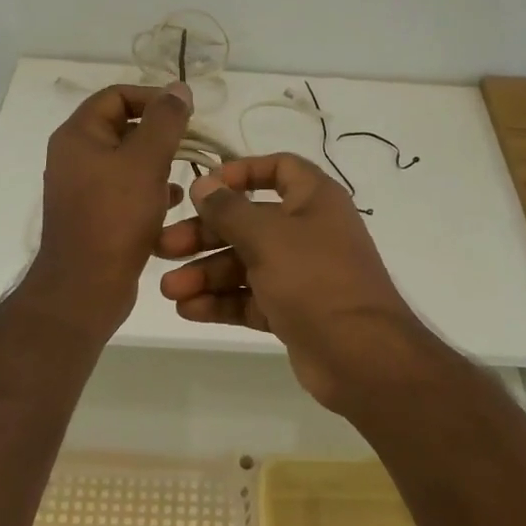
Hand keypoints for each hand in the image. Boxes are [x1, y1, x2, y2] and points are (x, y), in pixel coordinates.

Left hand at [24, 82, 192, 335]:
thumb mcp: (146, 161)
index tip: (185, 113)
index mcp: (78, 135)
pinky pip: (125, 189)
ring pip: (127, 160)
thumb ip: (165, 121)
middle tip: (190, 143)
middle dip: (159, 132)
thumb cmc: (115, 217)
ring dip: (157, 162)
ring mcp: (82, 187)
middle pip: (122, 126)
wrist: (86, 287)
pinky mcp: (94, 214)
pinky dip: (149, 189)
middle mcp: (74, 156)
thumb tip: (178, 89)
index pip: (116, 95)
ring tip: (185, 174)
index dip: (152, 97)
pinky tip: (173, 202)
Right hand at [156, 154, 431, 411]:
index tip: (204, 187)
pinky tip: (189, 309)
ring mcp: (301, 273)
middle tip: (164, 247)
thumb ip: (229, 209)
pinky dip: (222, 301)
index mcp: (314, 199)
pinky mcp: (292, 310)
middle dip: (205, 234)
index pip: (278, 169)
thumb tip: (204, 184)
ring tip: (169, 290)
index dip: (240, 172)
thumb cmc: (314, 279)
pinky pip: (251, 297)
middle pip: (249, 221)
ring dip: (206, 273)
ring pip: (245, 263)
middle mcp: (308, 231)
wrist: (360, 356)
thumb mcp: (267, 236)